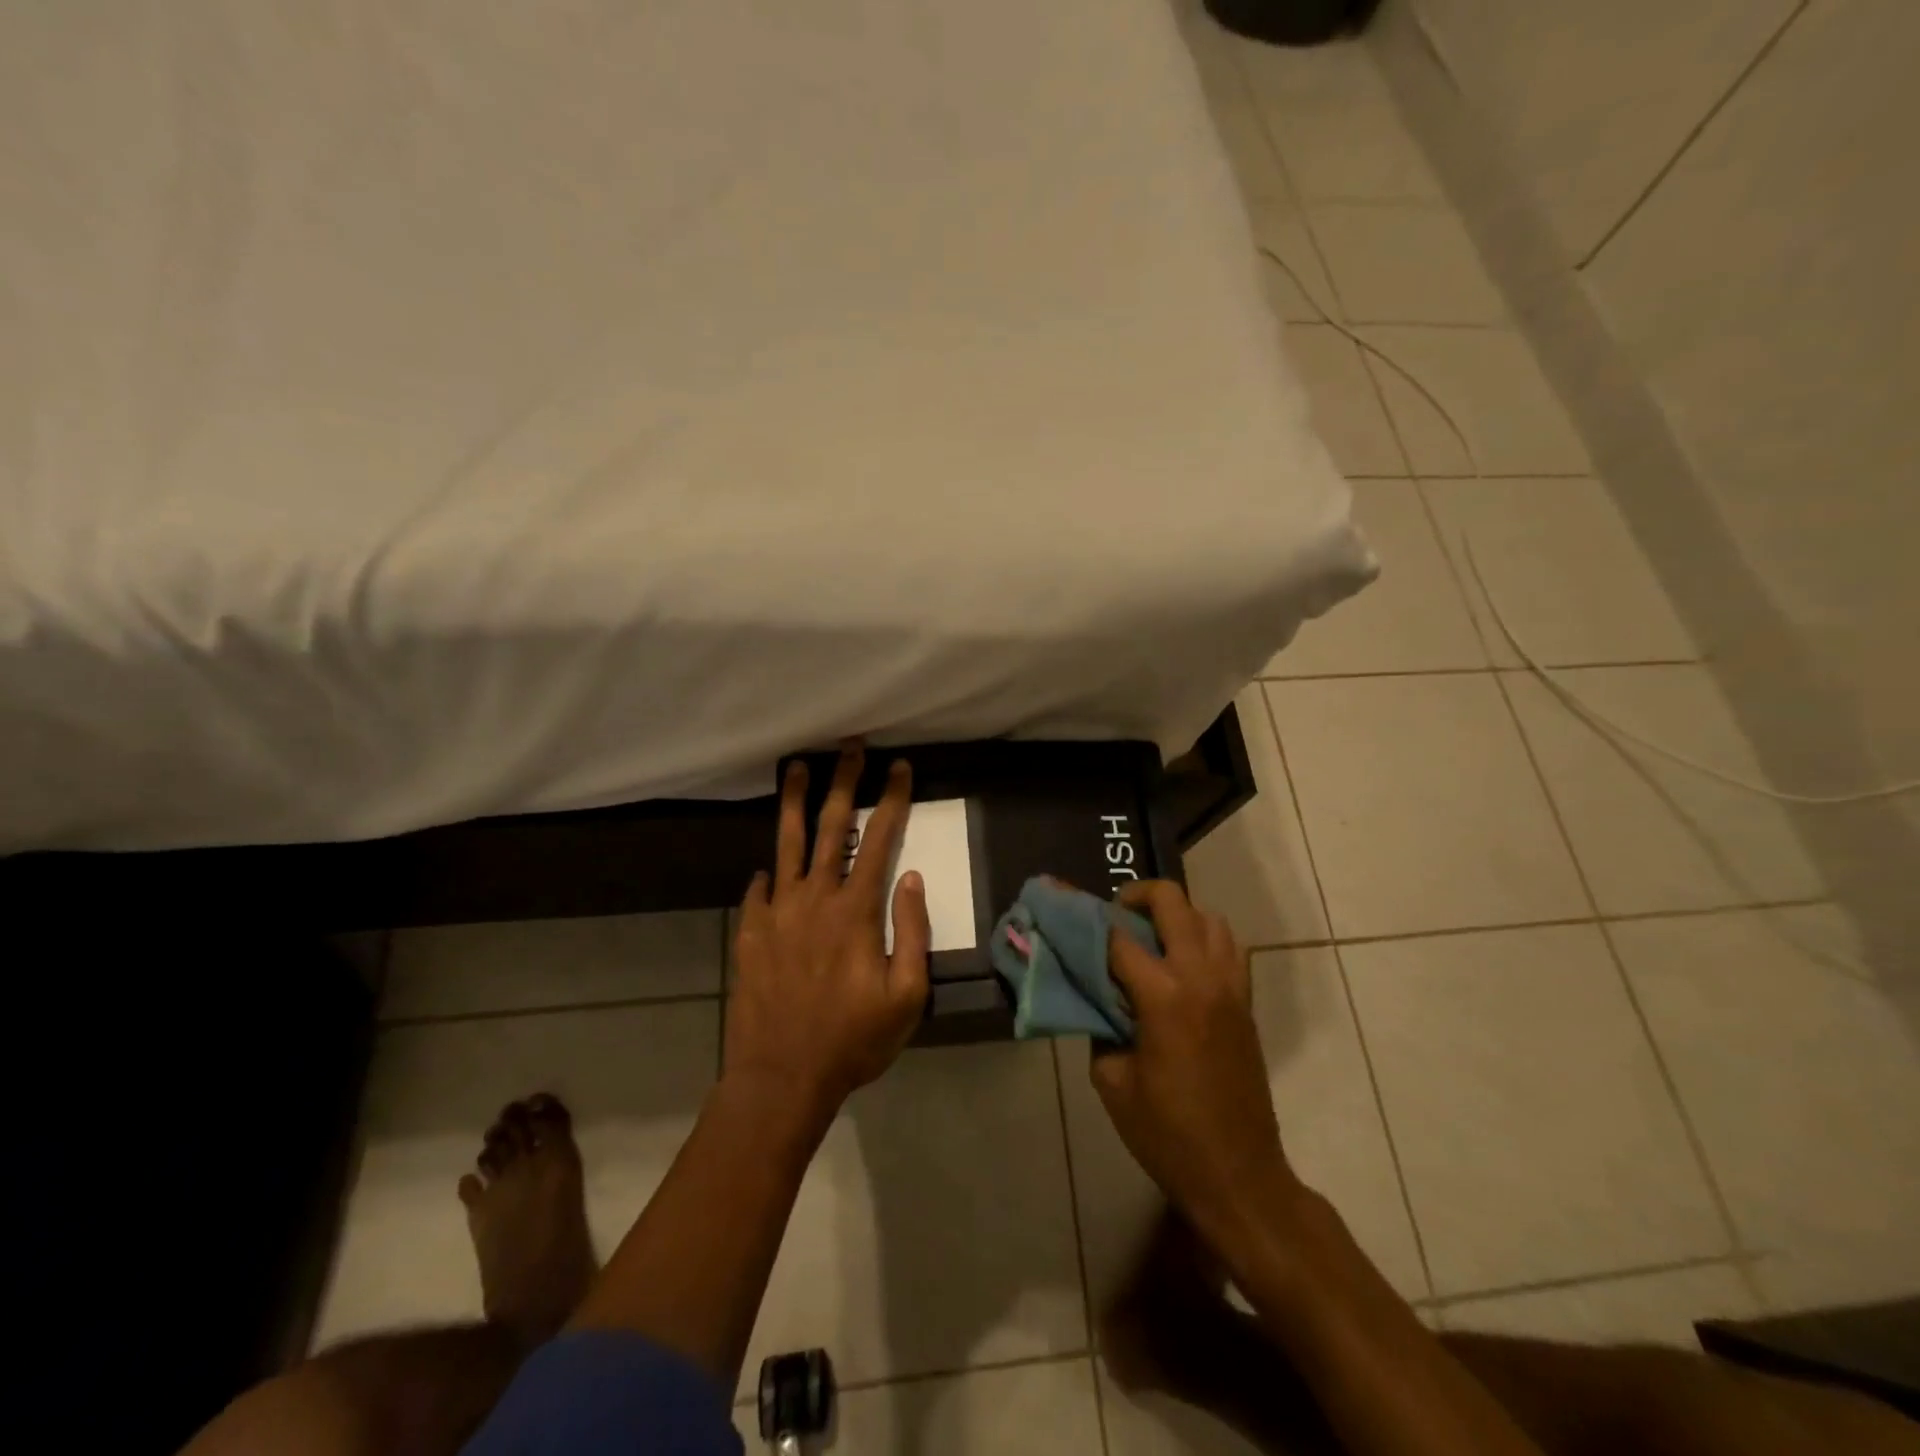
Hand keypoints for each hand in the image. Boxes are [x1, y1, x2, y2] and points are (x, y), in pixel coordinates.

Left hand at [724, 745, 930, 1128]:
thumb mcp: (906, 996)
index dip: (892, 798)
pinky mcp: (751, 931)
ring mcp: (778, 911)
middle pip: (831, 825)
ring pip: (786, 843)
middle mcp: (815, 897)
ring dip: (794, 801)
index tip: (899, 766)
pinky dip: (768, 873)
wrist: (781, 1077)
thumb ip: (911, 932)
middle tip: (849, 746)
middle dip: (844, 780)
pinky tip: (768, 866)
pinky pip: (759, 889)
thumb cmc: (853, 1040)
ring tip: (795, 766)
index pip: (880, 838)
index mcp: (856, 910)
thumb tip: (911, 879)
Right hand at [1092, 881, 1299, 1252]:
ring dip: (1175, 915)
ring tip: (1149, 937)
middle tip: (1113, 917)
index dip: (1083, 916)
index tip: (1060, 902)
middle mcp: (1200, 977)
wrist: (1239, 1176)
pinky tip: (1180, 965)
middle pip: (1171, 902)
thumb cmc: (1167, 1134)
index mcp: (1163, 997)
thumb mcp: (1112, 1081)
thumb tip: (1097, 996)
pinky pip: (1228, 946)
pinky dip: (1202, 938)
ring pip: (1207, 916)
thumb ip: (1100, 1025)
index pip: (1116, 936)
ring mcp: (1231, 986)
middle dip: (1136, 896)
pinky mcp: (1246, 1002)